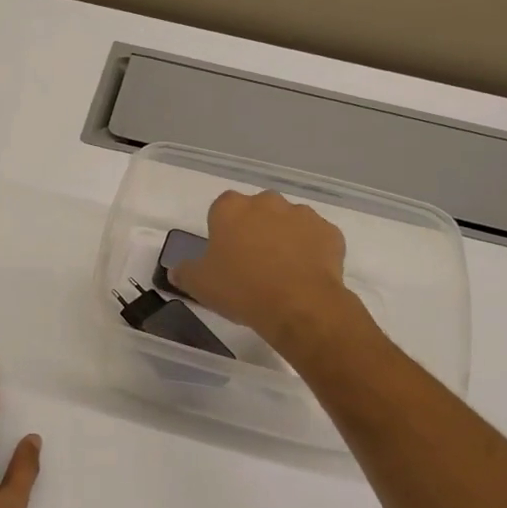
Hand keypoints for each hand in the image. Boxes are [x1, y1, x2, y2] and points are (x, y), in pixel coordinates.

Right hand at [170, 189, 378, 355]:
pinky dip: (310, 251)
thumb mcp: (199, 285)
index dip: (222, 231)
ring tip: (281, 273)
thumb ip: (185, 272)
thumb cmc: (241, 289)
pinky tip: (304, 276)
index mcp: (231, 208)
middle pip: (257, 211)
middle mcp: (267, 202)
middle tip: (252, 264)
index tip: (224, 254)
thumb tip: (176, 270)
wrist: (299, 305)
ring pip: (288, 222)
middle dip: (254, 230)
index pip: (221, 209)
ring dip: (283, 239)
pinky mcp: (329, 232)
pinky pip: (315, 238)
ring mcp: (302, 214)